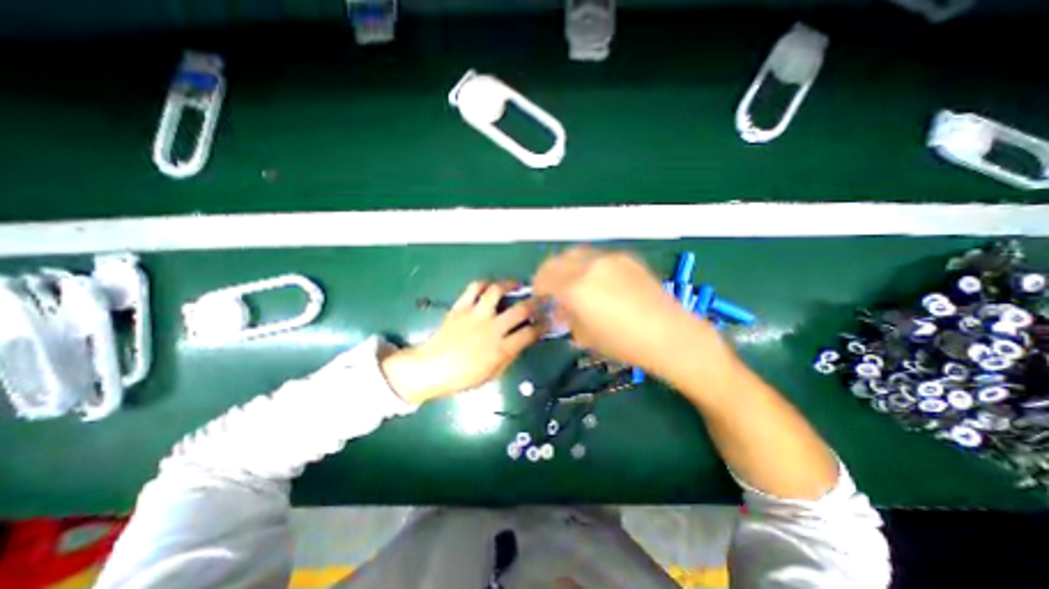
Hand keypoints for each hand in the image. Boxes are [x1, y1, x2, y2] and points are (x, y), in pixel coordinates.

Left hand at [382, 282, 540, 404]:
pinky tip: (491, 286)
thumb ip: (510, 356)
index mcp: (501, 349)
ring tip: (517, 284)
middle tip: (541, 298)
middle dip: (536, 302)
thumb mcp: (493, 374)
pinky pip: (474, 288)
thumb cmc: (464, 376)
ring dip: (510, 284)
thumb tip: (522, 341)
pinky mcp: (461, 307)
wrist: (432, 367)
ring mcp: (475, 315)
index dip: (543, 326)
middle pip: (521, 309)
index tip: (548, 321)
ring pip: (497, 291)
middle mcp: (492, 328)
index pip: (530, 333)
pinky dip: (484, 284)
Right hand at [534, 245, 712, 375]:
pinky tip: (599, 282)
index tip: (541, 298)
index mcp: (575, 288)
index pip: (543, 278)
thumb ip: (567, 316)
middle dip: (549, 275)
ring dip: (568, 267)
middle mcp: (589, 266)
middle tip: (553, 290)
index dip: (538, 288)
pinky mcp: (626, 257)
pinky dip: (588, 266)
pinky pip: (596, 257)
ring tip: (575, 284)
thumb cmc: (624, 344)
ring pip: (576, 254)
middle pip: (556, 261)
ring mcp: (609, 258)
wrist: (670, 335)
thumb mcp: (585, 336)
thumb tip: (562, 308)